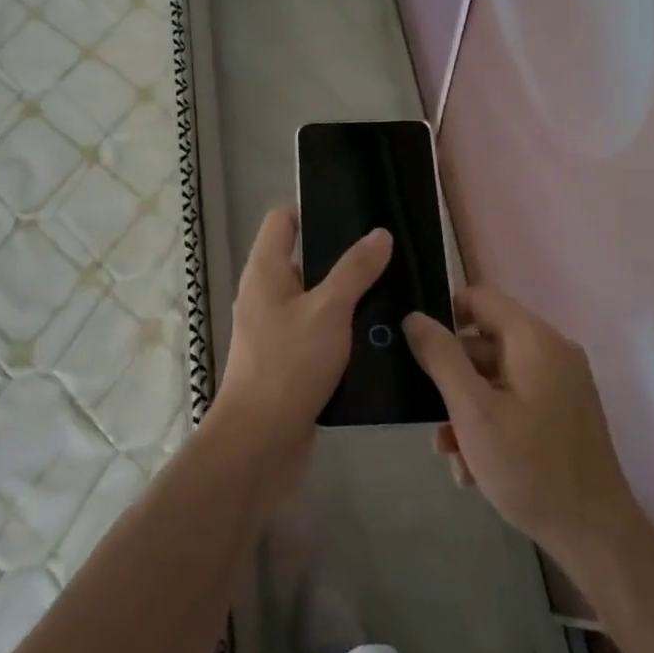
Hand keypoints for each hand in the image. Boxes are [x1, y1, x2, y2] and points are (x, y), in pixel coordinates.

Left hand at [211, 208, 391, 496]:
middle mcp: (266, 295)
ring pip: (316, 300)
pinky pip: (319, 333)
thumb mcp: (329, 310)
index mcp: (265, 271)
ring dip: (348, 298)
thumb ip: (355, 270)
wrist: (260, 442)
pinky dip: (343, 331)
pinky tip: (378, 336)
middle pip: (305, 259)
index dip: (313, 211)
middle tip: (388, 256)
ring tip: (393, 292)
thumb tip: (379, 234)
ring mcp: (276, 330)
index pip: (282, 221)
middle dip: (343, 257)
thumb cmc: (289, 364)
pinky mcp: (289, 361)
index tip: (356, 215)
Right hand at [404, 286, 644, 570]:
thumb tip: (414, 317)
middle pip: (485, 342)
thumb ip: (441, 358)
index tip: (420, 352)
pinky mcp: (564, 410)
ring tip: (452, 454)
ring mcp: (562, 382)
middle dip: (453, 379)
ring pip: (496, 377)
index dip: (444, 316)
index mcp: (534, 339)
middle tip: (433, 419)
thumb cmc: (529, 467)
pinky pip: (516, 399)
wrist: (595, 535)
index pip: (479, 297)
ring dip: (467, 409)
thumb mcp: (472, 411)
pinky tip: (475, 466)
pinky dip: (491, 422)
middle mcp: (552, 350)